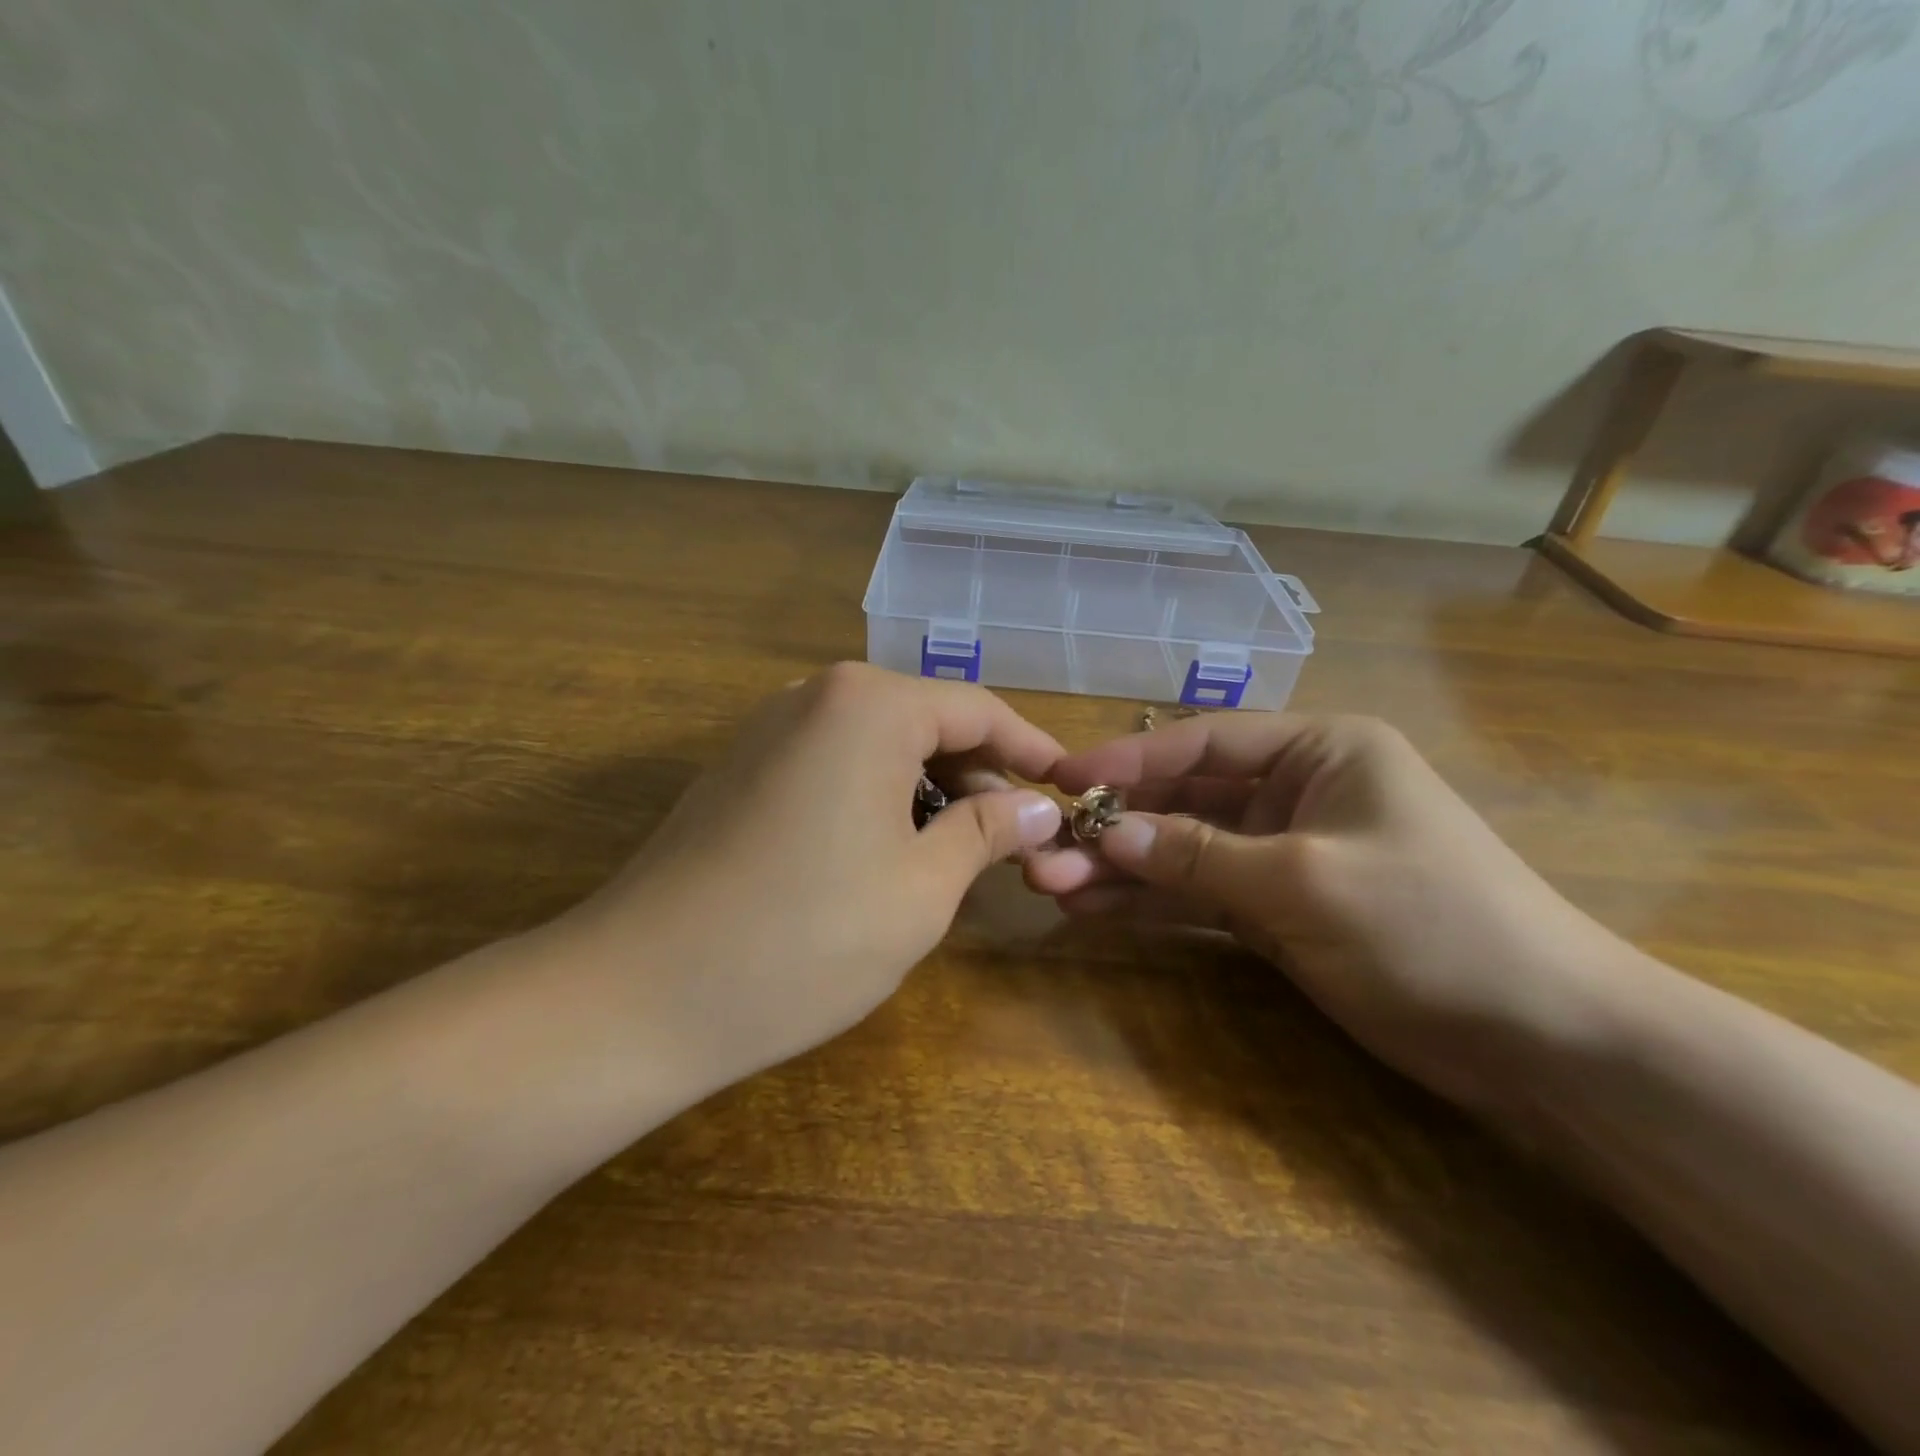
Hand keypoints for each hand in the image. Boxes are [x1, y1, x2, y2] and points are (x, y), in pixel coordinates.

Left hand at [555, 663, 1063, 1095]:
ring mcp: (769, 731)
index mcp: (868, 705)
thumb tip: (1039, 807)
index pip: (977, 711)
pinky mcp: (741, 770)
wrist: (638, 995)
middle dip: (979, 776)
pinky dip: (878, 800)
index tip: (1070, 789)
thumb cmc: (804, 938)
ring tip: (958, 855)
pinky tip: (888, 855)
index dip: (1032, 749)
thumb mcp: (922, 889)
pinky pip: (834, 766)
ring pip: (880, 747)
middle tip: (1016, 840)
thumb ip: (987, 831)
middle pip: (926, 722)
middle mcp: (815, 696)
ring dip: (928, 792)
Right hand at [1027, 714, 1638, 1111]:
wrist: (1541, 1041)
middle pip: (1183, 799)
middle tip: (1043, 850)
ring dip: (1122, 867)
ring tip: (1052, 884)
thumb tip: (1102, 830)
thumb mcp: (1303, 880)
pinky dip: (1152, 902)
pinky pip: (1199, 895)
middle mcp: (1295, 791)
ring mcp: (1282, 853)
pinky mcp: (1276, 908)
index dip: (1128, 758)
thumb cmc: (1431, 925)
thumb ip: (1195, 855)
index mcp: (1319, 750)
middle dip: (1115, 826)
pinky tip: (1094, 908)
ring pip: (1183, 851)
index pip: (1203, 743)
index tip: (1060, 776)